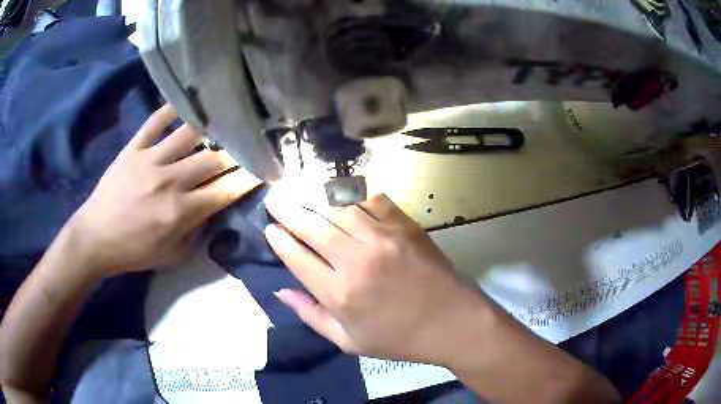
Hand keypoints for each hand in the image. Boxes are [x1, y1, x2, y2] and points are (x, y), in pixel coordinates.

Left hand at [69, 105, 260, 274]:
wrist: (96, 237)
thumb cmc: (135, 251)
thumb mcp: (173, 255)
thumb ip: (198, 231)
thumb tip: (215, 206)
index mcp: (181, 212)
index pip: (225, 190)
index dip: (249, 179)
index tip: (265, 170)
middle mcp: (170, 181)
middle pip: (214, 159)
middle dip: (239, 152)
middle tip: (252, 143)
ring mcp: (150, 160)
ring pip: (190, 134)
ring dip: (213, 127)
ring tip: (228, 119)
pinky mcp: (134, 148)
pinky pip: (156, 121)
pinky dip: (173, 109)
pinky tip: (188, 103)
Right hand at [264, 192, 489, 365]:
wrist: (451, 321)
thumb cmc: (398, 338)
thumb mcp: (348, 341)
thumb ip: (311, 315)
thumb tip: (280, 290)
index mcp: (339, 293)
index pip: (296, 257)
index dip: (278, 240)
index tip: (269, 228)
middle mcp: (355, 260)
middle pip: (311, 226)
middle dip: (286, 209)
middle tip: (273, 196)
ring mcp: (382, 238)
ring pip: (338, 207)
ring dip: (313, 196)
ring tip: (297, 188)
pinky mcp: (405, 225)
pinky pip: (371, 200)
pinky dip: (352, 193)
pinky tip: (340, 192)